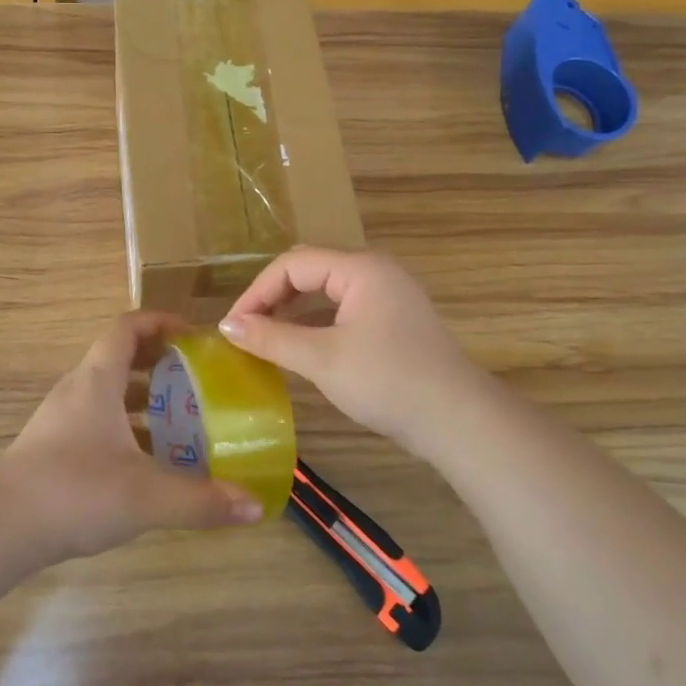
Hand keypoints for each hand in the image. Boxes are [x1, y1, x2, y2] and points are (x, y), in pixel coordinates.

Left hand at [0, 311, 264, 563]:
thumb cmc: (75, 491)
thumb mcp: (147, 496)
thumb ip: (202, 500)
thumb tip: (255, 505)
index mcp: (97, 380)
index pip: (127, 328)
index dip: (160, 322)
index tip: (194, 336)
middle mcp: (77, 390)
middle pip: (120, 359)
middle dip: (160, 365)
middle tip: (198, 382)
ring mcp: (61, 420)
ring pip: (108, 395)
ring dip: (143, 401)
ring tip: (181, 423)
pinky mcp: (53, 449)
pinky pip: (97, 423)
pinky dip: (125, 430)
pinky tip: (147, 464)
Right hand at [219, 248, 483, 459]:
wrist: (458, 421)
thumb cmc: (388, 382)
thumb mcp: (323, 359)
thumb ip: (272, 339)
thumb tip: (227, 326)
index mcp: (360, 268)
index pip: (293, 264)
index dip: (257, 292)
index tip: (232, 326)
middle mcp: (375, 271)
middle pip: (310, 270)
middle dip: (273, 297)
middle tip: (246, 329)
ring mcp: (388, 295)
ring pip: (327, 290)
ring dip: (293, 309)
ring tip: (266, 337)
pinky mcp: (394, 320)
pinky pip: (343, 308)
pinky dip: (316, 321)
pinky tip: (301, 345)